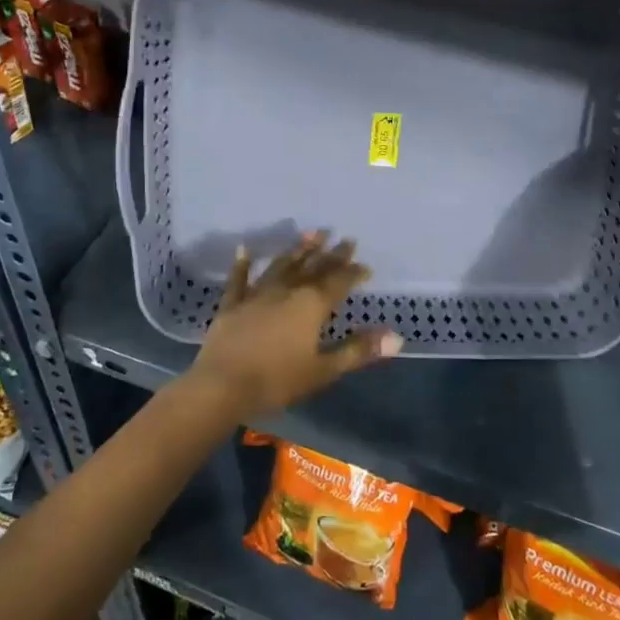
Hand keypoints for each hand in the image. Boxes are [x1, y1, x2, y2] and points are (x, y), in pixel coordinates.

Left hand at [189, 232, 401, 419]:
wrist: (222, 386)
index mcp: (311, 305)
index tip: (365, 265)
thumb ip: (358, 350)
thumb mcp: (323, 369)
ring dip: (298, 249)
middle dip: (331, 253)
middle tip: (345, 238)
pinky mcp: (233, 303)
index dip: (353, 272)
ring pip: (282, 265)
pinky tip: (245, 248)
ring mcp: (257, 293)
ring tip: (311, 233)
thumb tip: (397, 337)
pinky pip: (240, 279)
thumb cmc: (277, 380)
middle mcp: (287, 290)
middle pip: (313, 267)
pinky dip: (243, 263)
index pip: (338, 282)